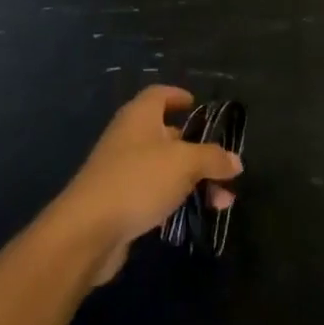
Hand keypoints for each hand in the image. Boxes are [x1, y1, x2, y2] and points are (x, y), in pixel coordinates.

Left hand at [52, 85, 242, 285]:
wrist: (88, 230)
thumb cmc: (138, 180)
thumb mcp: (184, 163)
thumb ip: (212, 158)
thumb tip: (235, 160)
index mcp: (140, 116)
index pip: (160, 94)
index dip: (178, 96)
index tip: (197, 105)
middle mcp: (129, 137)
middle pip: (167, 134)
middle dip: (197, 149)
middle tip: (223, 165)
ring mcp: (122, 169)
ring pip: (165, 167)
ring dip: (193, 180)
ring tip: (222, 201)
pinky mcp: (120, 200)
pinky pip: (155, 192)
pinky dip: (176, 199)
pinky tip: (195, 215)